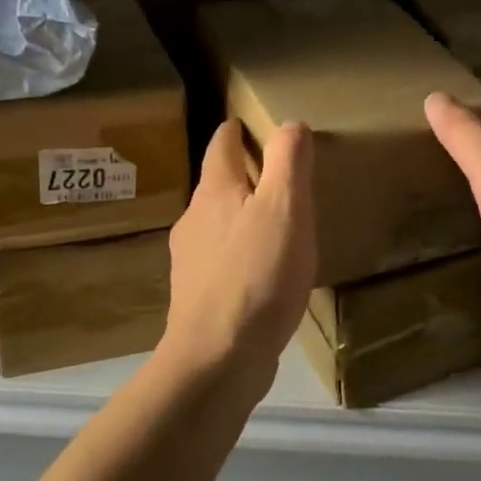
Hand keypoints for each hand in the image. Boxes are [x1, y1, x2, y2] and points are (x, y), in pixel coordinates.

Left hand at [160, 119, 315, 386]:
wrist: (218, 357)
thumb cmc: (257, 275)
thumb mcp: (285, 208)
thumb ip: (288, 161)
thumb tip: (289, 124)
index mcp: (215, 192)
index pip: (221, 145)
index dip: (234, 131)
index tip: (244, 123)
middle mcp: (194, 220)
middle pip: (217, 185)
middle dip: (241, 175)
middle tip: (275, 174)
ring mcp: (192, 261)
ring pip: (218, 224)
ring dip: (241, 216)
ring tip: (274, 223)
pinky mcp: (199, 297)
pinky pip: (223, 261)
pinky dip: (241, 253)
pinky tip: (262, 272)